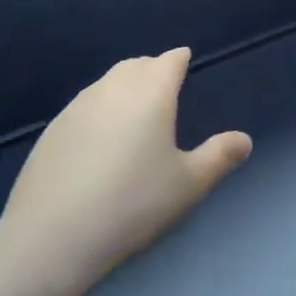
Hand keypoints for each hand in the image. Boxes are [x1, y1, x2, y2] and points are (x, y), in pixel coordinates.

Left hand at [0, 49, 250, 295]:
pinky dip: (99, 107)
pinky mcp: (53, 130)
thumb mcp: (188, 185)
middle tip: (162, 85)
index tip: (184, 62)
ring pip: (107, 82)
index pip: (169, 61)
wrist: (52, 237)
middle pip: (136, 65)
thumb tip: (244, 140)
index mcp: (152, 93)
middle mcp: (114, 88)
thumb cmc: (132, 204)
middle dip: (152, 69)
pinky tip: (98, 136)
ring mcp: (78, 107)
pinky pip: (84, 105)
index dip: (179, 59)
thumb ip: (219, 157)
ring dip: (123, 85)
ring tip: (132, 107)